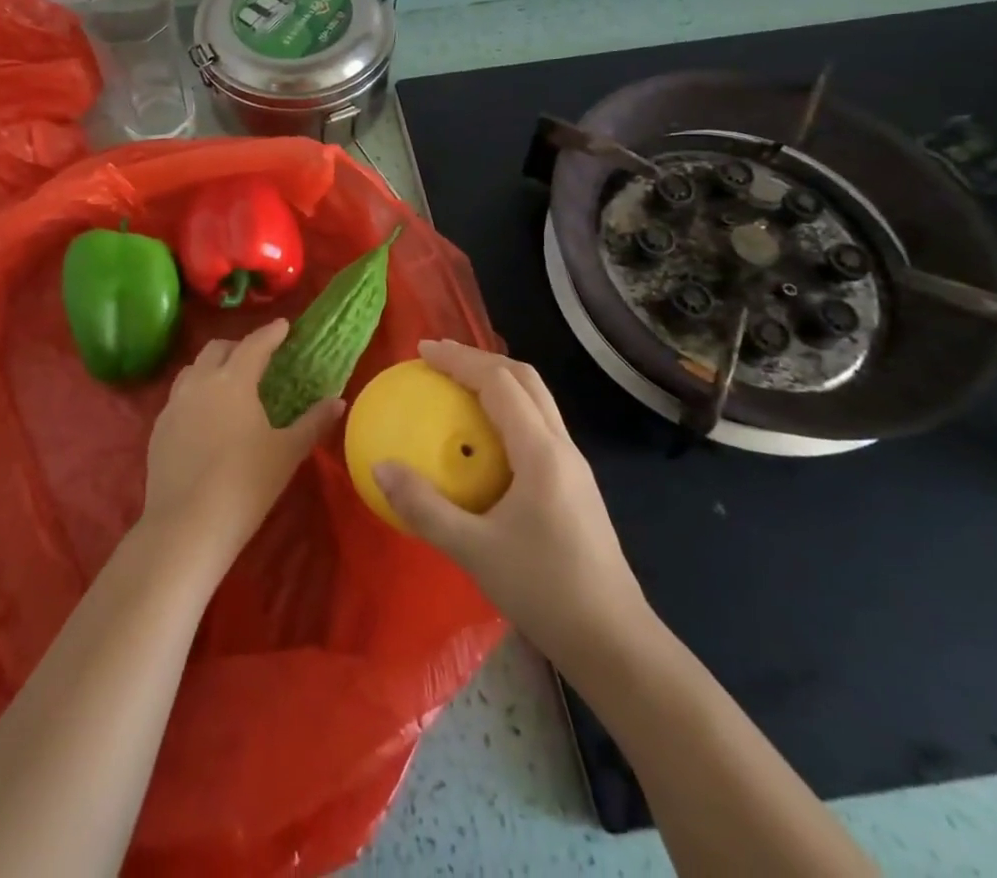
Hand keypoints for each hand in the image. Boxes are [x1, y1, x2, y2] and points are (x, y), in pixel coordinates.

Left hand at [140, 319, 342, 567]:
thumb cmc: (245, 484)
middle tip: (257, 357)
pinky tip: (205, 417)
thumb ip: (313, 422)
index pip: (254, 345)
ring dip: (212, 367)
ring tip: (228, 382)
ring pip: (193, 370)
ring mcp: (174, 404)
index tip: (283, 326)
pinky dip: (195, 393)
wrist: (187, 526)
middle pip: (217, 349)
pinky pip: (178, 397)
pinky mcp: (158, 428)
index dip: (270, 333)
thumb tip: (337, 401)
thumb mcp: (287, 452)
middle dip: (238, 346)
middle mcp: (200, 382)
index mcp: (233, 380)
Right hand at [374, 340, 648, 650]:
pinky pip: (537, 427)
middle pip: (525, 379)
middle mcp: (562, 447)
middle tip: (439, 359)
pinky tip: (483, 440)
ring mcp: (573, 467)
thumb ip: (424, 508)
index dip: (460, 359)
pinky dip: (507, 411)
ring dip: (497, 382)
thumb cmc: (545, 592)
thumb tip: (380, 468)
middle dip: (481, 359)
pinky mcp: (575, 486)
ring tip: (457, 387)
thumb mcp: (473, 552)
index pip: (499, 383)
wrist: (616, 645)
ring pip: (536, 401)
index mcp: (541, 452)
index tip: (423, 350)